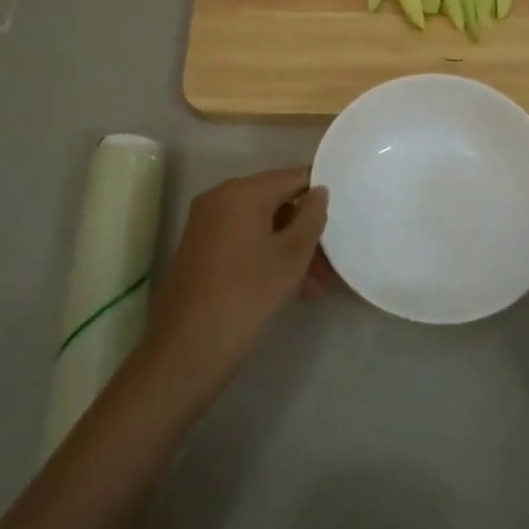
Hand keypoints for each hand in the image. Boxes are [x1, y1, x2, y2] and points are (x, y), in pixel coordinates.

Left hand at [142, 166, 327, 397]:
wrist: (184, 351)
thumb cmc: (245, 296)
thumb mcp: (291, 257)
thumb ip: (311, 218)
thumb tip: (318, 191)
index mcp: (242, 192)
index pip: (292, 177)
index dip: (320, 193)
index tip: (344, 214)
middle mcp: (219, 198)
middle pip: (276, 202)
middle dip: (306, 231)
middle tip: (332, 265)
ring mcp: (205, 224)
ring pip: (261, 226)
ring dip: (290, 249)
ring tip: (315, 289)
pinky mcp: (199, 250)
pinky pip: (243, 241)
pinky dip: (267, 256)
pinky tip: (290, 290)